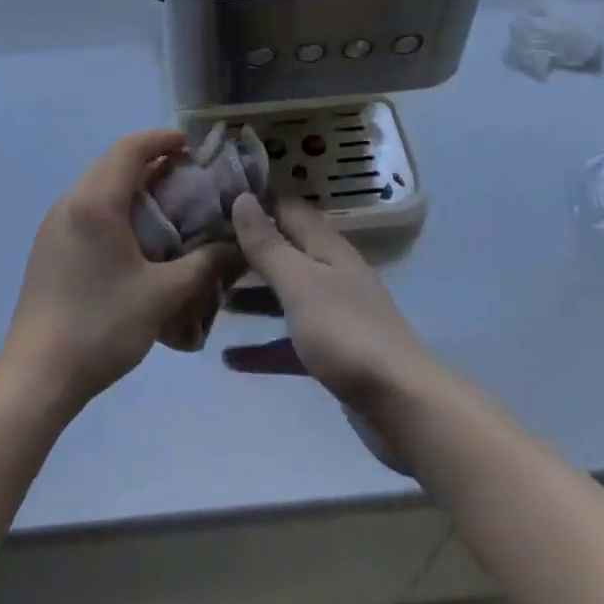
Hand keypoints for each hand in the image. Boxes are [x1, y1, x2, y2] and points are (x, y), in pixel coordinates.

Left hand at [2, 129, 236, 409]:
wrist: (36, 375)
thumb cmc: (101, 326)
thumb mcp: (162, 295)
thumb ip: (204, 265)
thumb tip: (237, 247)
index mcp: (95, 202)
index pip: (130, 148)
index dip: (161, 139)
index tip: (190, 145)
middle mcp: (70, 202)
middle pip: (112, 162)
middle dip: (150, 160)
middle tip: (186, 175)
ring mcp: (53, 224)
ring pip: (97, 184)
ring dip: (131, 184)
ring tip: (165, 203)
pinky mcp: (47, 246)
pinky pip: (85, 207)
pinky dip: (114, 205)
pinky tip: (134, 236)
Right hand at [228, 194, 435, 415]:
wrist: (401, 405)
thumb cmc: (344, 333)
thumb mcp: (298, 283)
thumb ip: (268, 244)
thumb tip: (242, 197)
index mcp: (326, 248)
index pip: (287, 209)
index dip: (254, 202)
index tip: (213, 202)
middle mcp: (331, 274)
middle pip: (284, 252)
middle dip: (246, 251)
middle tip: (202, 252)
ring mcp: (333, 315)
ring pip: (285, 296)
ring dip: (251, 297)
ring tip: (210, 298)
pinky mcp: (332, 354)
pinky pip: (289, 342)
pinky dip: (262, 347)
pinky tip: (231, 359)